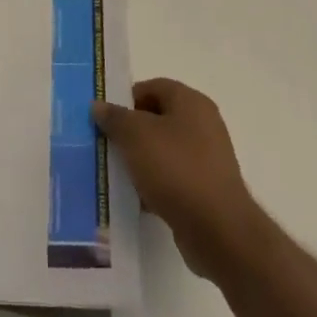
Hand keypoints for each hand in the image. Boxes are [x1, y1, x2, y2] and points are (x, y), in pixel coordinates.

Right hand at [93, 78, 263, 281]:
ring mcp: (207, 158)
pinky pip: (173, 177)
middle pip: (157, 118)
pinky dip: (154, 183)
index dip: (126, 99)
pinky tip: (137, 197)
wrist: (217, 229)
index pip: (152, 87)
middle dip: (130, 131)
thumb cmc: (175, 169)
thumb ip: (114, 117)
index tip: (105, 119)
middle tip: (106, 144)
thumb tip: (99, 105)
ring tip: (117, 173)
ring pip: (163, 149)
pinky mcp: (206, 188)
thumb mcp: (135, 135)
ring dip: (140, 159)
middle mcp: (203, 124)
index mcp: (191, 102)